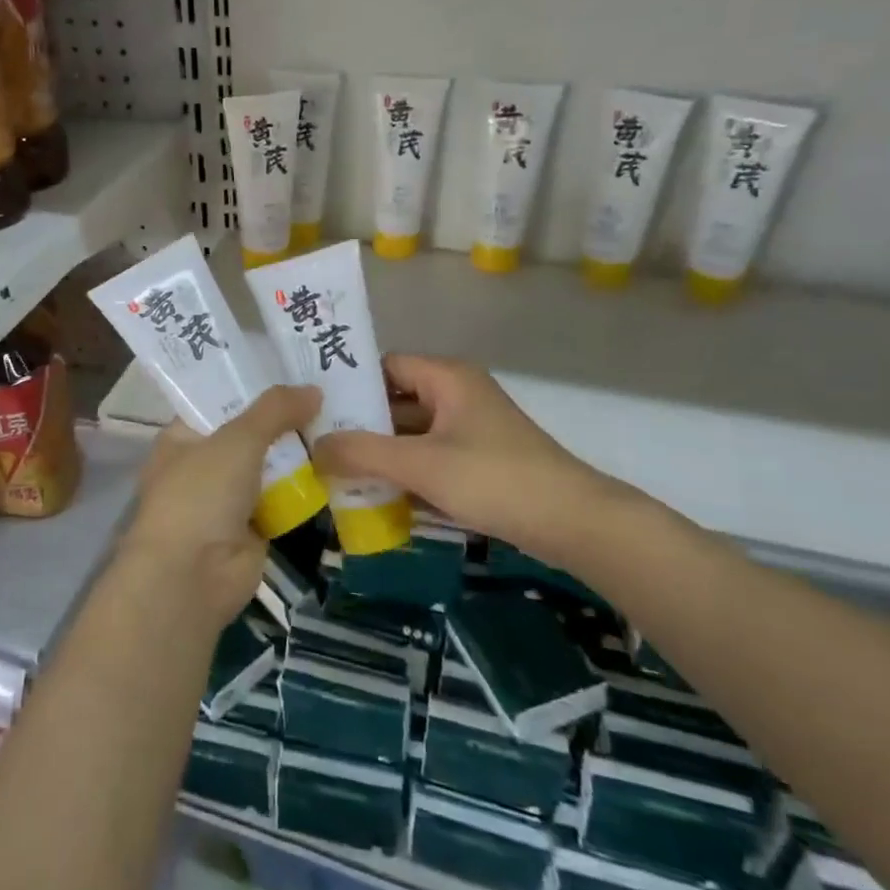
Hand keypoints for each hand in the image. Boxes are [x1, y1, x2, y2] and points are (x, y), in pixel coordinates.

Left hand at [118, 385, 319, 635]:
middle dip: (285, 417)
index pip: (219, 400)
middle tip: (330, 390)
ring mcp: (228, 498)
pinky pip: (284, 497)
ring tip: (344, 419)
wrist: (193, 577)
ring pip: (270, 465)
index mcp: (183, 436)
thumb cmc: (200, 495)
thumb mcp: (237, 439)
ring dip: (300, 451)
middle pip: (250, 432)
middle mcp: (203, 464)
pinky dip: (307, 486)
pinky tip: (341, 463)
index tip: (293, 366)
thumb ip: (275, 410)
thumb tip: (314, 389)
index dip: (253, 384)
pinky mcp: (254, 526)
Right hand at [310, 354, 629, 564]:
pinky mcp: (477, 461)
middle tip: (317, 446)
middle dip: (359, 425)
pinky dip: (403, 472)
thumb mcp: (422, 464)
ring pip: (410, 433)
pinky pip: (428, 458)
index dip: (349, 384)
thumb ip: (364, 453)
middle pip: (395, 401)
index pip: (385, 366)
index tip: (314, 409)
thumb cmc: (495, 479)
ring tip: (335, 473)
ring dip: (379, 453)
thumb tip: (314, 447)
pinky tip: (373, 495)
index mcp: (446, 378)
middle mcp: (456, 395)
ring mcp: (468, 429)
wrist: (575, 524)